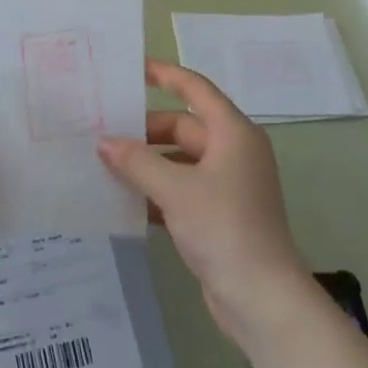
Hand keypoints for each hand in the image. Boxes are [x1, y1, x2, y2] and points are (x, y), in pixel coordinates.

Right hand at [98, 58, 312, 345]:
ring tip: (105, 163)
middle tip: (103, 129)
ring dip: (147, 163)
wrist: (263, 299)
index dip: (165, 75)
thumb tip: (104, 142)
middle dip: (145, 130)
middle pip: (184, 126)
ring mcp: (228, 185)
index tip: (133, 68)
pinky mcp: (220, 215)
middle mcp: (234, 152)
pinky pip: (182, 189)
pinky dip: (157, 191)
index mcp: (233, 133)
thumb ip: (137, 162)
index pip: (195, 90)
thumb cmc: (224, 228)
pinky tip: (125, 199)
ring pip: (180, 160)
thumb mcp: (175, 190)